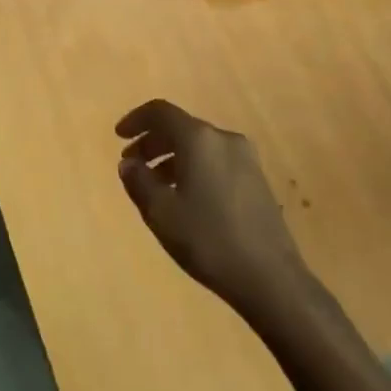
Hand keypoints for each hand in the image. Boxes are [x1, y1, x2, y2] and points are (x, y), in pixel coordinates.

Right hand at [116, 99, 306, 313]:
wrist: (271, 278)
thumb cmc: (208, 239)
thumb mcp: (161, 213)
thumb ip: (139, 181)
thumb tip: (128, 163)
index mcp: (199, 139)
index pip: (161, 112)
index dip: (136, 120)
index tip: (119, 137)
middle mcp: (224, 138)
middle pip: (180, 127)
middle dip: (152, 142)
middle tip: (132, 164)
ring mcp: (245, 158)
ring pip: (199, 145)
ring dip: (172, 157)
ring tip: (154, 185)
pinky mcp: (257, 179)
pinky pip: (215, 160)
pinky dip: (193, 168)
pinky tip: (185, 197)